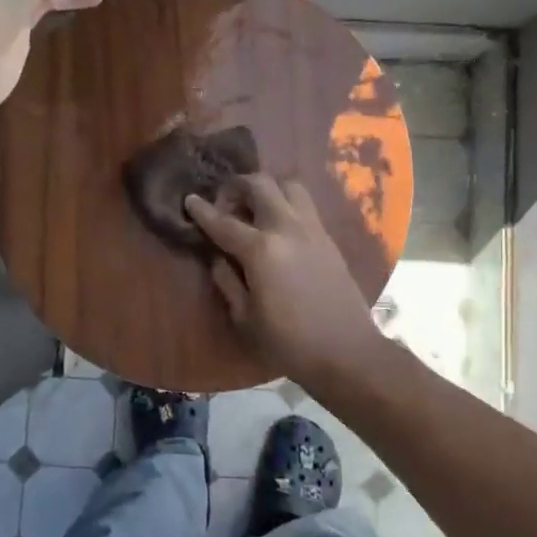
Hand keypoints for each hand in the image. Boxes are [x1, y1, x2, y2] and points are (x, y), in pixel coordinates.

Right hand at [185, 176, 385, 385]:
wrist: (347, 351)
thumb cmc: (289, 342)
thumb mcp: (245, 318)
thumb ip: (227, 281)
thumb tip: (218, 258)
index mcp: (261, 250)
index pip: (223, 222)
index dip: (203, 211)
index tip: (189, 200)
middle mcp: (287, 228)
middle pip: (260, 185)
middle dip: (236, 187)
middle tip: (225, 205)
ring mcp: (312, 229)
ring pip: (288, 185)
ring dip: (267, 188)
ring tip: (254, 209)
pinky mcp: (329, 238)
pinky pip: (305, 205)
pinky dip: (286, 202)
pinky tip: (278, 225)